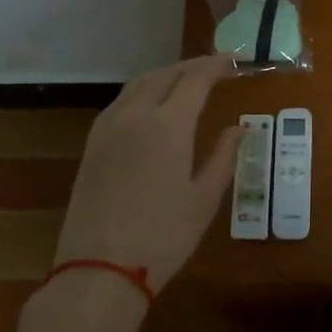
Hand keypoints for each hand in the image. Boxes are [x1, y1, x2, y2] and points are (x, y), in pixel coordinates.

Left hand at [53, 54, 242, 293]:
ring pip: (138, 84)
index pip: (195, 80)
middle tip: (214, 67)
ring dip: (165, 74)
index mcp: (169, 125)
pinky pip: (120, 102)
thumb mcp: (204, 199)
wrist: (98, 270)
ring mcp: (108, 127)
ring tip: (184, 80)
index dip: (215, 66)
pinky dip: (142, 91)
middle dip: (191, 66)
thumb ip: (223, 156)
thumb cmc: (163, 237)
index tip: (232, 61)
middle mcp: (136, 115)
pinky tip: (150, 104)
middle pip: (165, 74)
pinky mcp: (92, 144)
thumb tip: (239, 128)